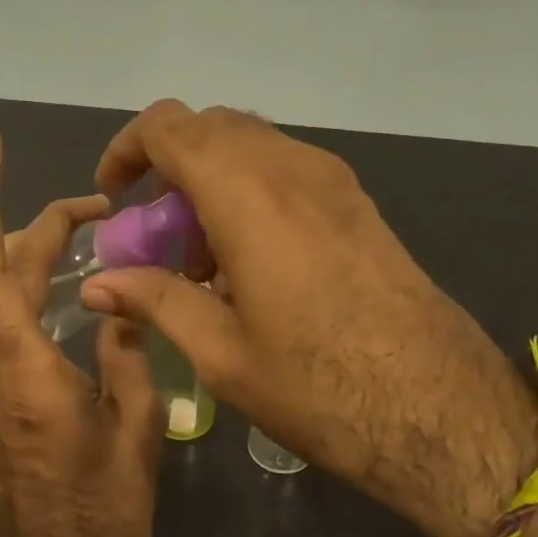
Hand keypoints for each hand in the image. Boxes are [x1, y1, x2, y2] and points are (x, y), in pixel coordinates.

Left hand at [0, 124, 163, 536]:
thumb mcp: (138, 431)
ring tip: (72, 236)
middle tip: (91, 208)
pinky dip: (5, 288)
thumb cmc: (104, 515)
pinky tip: (47, 288)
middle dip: (24, 220)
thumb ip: (124, 353)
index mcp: (22, 378)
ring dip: (12, 253)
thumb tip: (117, 300)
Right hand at [80, 101, 537, 536]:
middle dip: (167, 167)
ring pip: (250, 145)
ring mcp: (333, 181)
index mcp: (248, 195)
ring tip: (202, 259)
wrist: (441, 409)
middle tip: (155, 232)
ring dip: (210, 180)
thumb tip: (95, 286)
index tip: (114, 197)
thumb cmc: (319, 386)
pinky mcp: (357, 203)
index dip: (127, 149)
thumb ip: (155, 302)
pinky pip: (285, 170)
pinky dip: (248, 192)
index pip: (169, 127)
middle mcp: (291, 169)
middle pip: (210, 128)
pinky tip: (250, 262)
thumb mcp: (221, 353)